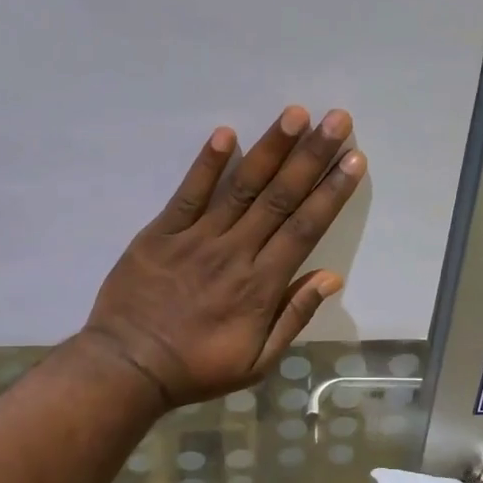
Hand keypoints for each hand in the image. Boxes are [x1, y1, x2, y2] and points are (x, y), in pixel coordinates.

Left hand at [82, 106, 365, 407]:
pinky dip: (206, 164)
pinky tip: (225, 133)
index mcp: (261, 285)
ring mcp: (196, 239)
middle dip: (311, 156)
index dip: (331, 192)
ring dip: (270, 149)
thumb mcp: (257, 361)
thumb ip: (294, 317)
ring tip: (294, 114)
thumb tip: (330, 278)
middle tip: (336, 118)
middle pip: (280, 197)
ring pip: (241, 188)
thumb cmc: (197, 368)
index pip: (305, 228)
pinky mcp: (161, 233)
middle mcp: (235, 252)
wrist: (128, 367)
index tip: (354, 158)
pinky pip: (188, 194)